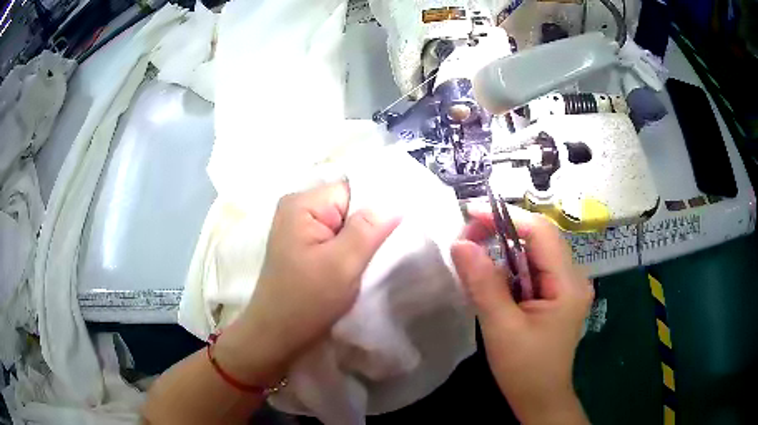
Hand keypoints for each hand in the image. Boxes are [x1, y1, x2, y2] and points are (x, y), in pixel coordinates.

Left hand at [214, 181, 399, 386]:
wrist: (278, 335)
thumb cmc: (306, 301)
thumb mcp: (342, 264)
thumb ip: (368, 229)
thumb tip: (395, 204)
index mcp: (302, 204)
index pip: (352, 191)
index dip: (375, 208)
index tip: (394, 232)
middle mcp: (298, 209)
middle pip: (349, 205)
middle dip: (369, 226)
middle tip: (385, 250)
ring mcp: (300, 228)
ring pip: (345, 224)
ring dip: (361, 241)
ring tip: (373, 260)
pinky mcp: (304, 246)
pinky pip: (336, 238)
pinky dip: (351, 250)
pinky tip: (359, 265)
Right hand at [451, 206, 592, 424]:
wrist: (540, 399)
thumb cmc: (525, 369)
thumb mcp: (501, 328)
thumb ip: (483, 284)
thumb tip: (460, 243)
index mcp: (568, 283)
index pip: (541, 232)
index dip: (506, 217)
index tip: (470, 214)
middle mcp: (573, 277)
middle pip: (538, 238)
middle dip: (502, 232)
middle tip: (466, 238)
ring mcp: (565, 286)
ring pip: (533, 253)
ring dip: (503, 250)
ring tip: (473, 256)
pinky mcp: (555, 296)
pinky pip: (531, 270)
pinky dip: (508, 268)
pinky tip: (491, 279)